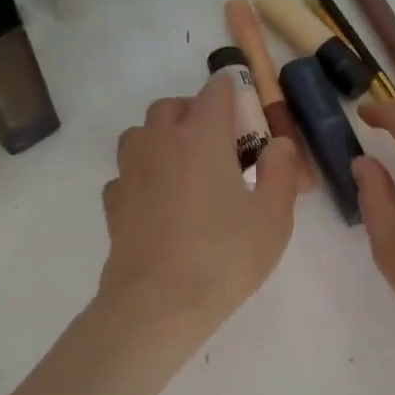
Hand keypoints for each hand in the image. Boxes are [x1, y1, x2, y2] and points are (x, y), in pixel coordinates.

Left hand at [98, 73, 301, 343]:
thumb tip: (277, 145)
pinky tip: (160, 204)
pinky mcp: (113, 202)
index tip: (251, 124)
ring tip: (187, 172)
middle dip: (197, 115)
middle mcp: (159, 141)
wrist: (159, 304)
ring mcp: (130, 171)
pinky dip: (144, 176)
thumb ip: (281, 171)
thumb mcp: (274, 216)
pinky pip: (128, 173)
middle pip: (173, 107)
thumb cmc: (225, 257)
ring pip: (142, 134)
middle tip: (223, 150)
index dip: (236, 97)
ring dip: (163, 140)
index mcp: (201, 135)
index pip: (217, 90)